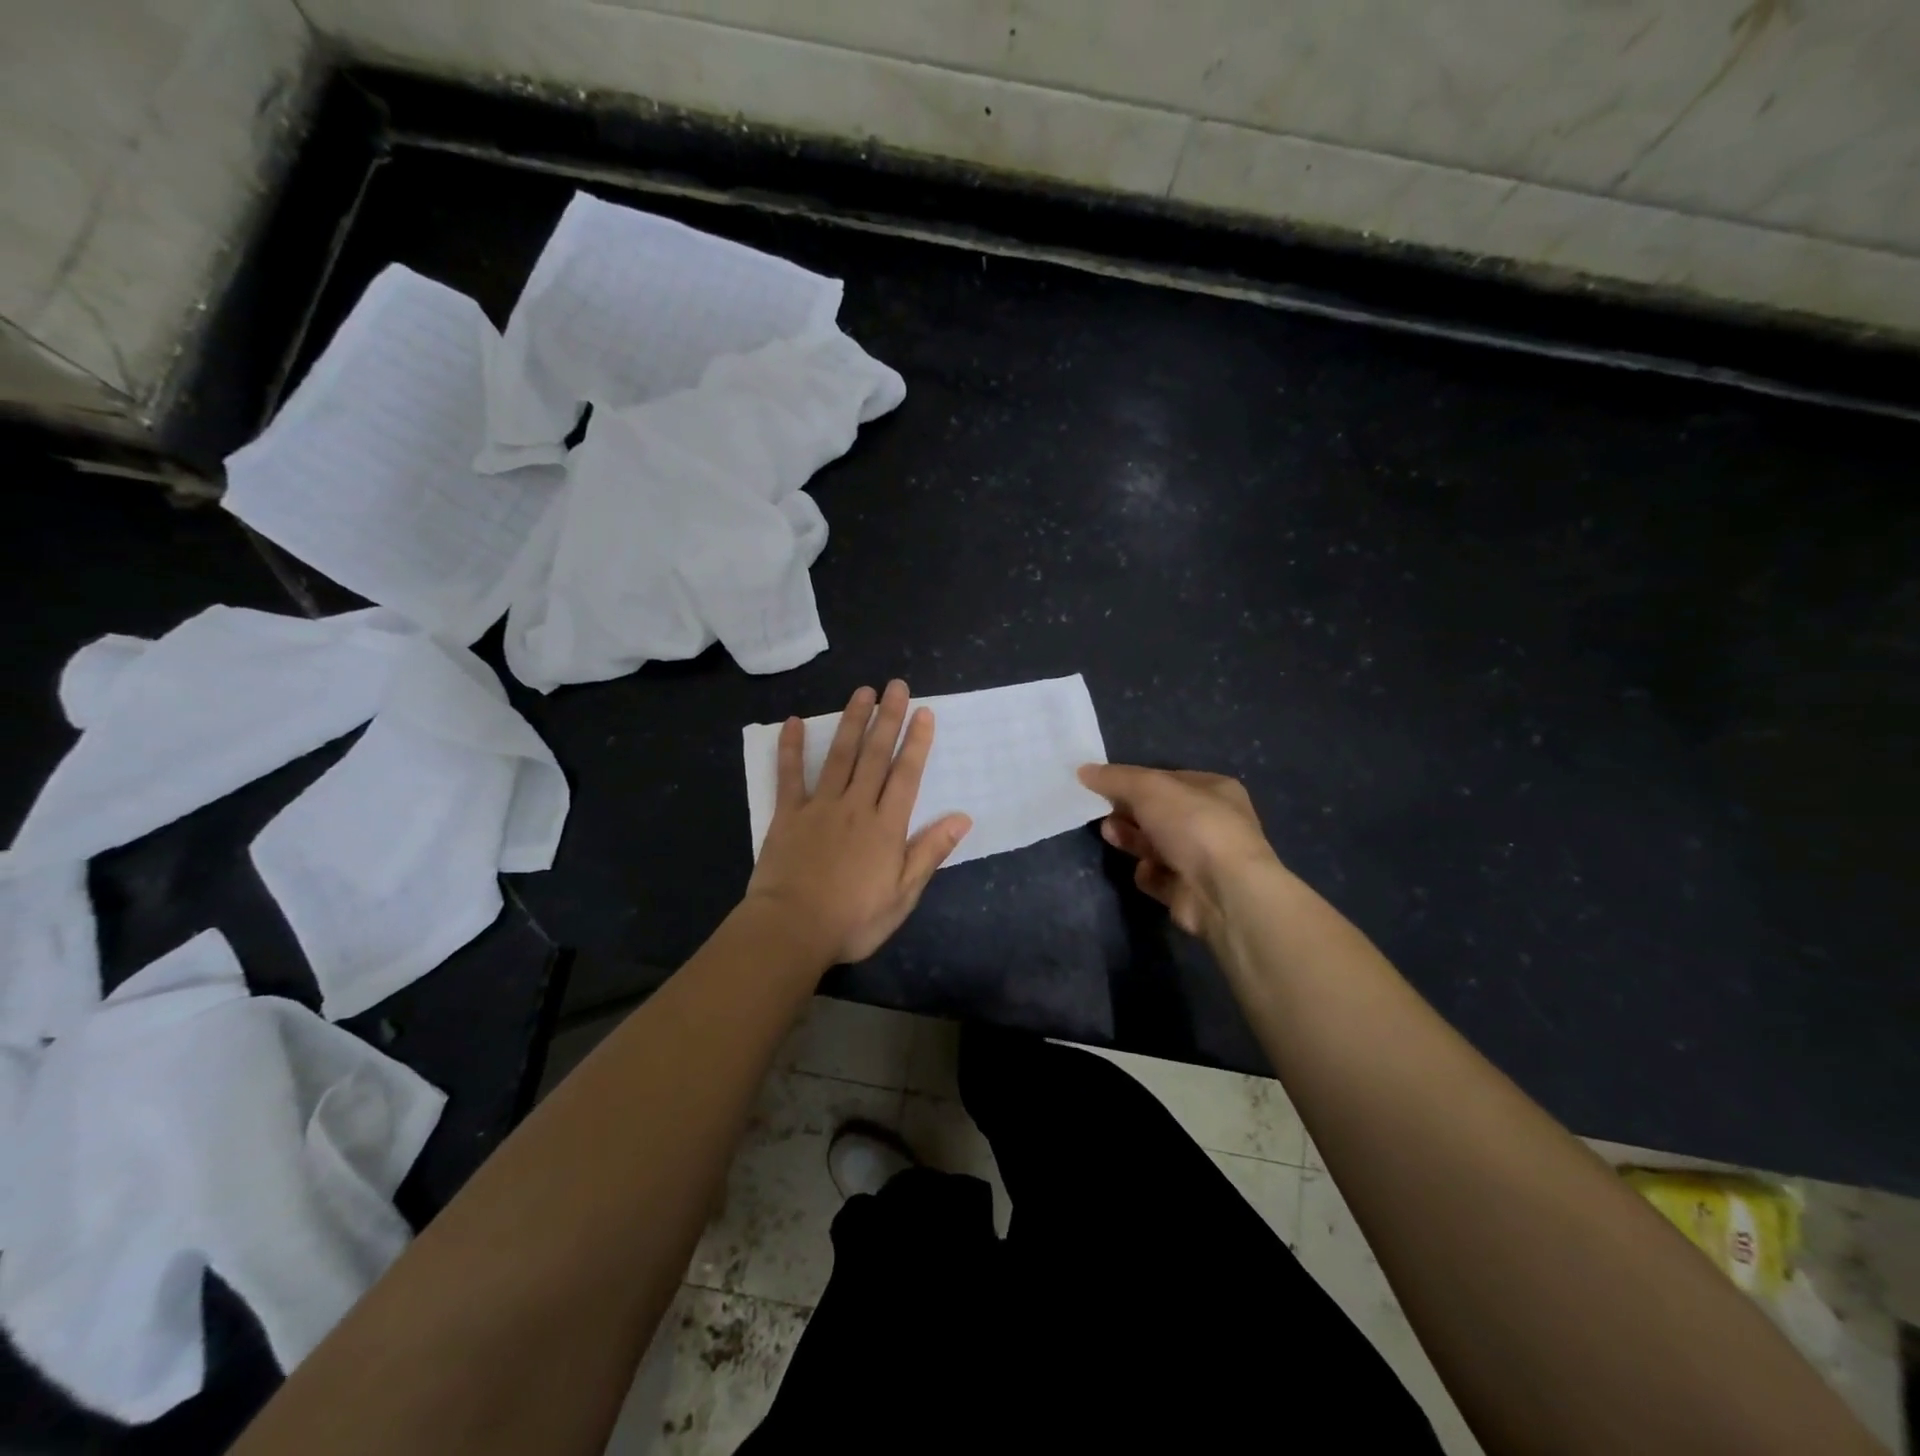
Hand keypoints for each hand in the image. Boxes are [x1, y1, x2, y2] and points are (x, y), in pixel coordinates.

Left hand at [745, 681, 971, 965]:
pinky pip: (789, 776)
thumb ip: (929, 852)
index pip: (906, 775)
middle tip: (895, 686)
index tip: (923, 712)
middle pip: (874, 756)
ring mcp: (819, 807)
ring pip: (839, 756)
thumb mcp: (903, 895)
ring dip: (851, 722)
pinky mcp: (787, 815)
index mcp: (886, 827)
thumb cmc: (853, 919)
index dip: (916, 742)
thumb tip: (962, 818)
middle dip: (887, 719)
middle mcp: (855, 807)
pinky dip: (791, 748)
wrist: (791, 930)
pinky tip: (793, 722)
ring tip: (862, 692)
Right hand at [1077, 764, 1278, 938]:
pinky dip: (1147, 873)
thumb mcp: (1149, 788)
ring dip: (1131, 839)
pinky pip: (1159, 877)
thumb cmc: (1192, 825)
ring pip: (1156, 844)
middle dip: (1129, 811)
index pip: (1168, 779)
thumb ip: (1115, 778)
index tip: (1105, 785)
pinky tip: (1144, 870)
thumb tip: (1083, 770)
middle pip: (1159, 813)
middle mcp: (1213, 823)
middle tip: (1104, 812)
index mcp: (1215, 790)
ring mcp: (1203, 860)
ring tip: (1109, 834)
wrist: (1223, 891)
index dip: (1136, 780)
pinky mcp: (1190, 891)